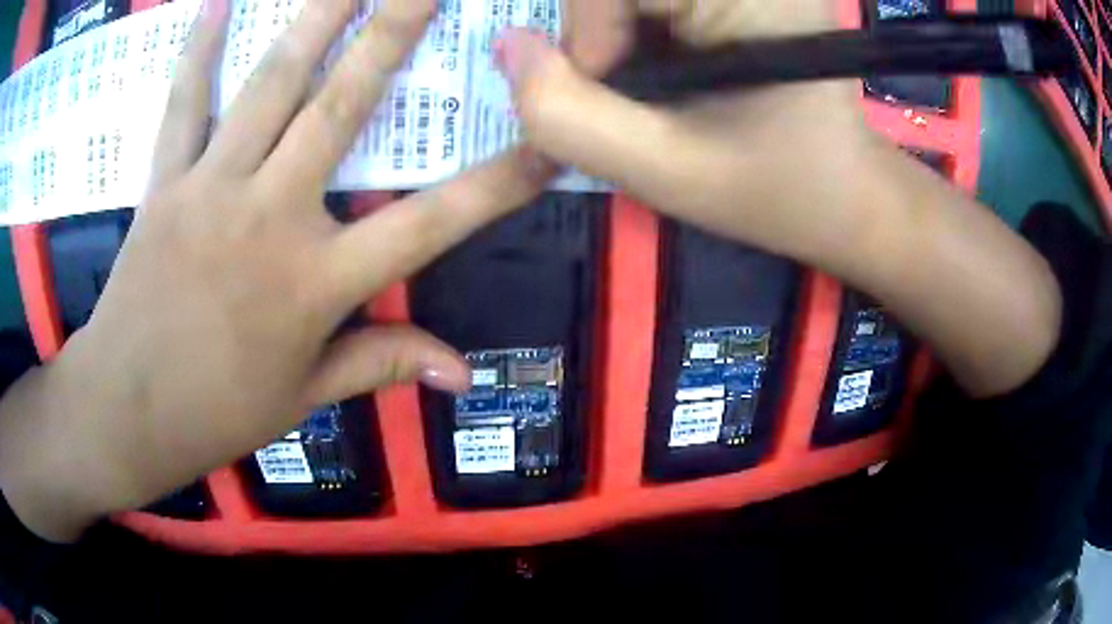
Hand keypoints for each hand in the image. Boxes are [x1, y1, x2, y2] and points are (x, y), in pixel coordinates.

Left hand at [0, 0, 550, 541]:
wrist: (129, 411)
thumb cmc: (217, 412)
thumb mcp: (304, 398)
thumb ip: (380, 364)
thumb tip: (461, 373)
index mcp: (315, 284)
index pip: (428, 223)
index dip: (496, 184)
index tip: (545, 140)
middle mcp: (269, 217)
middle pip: (342, 109)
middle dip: (393, 35)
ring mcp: (211, 189)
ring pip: (269, 85)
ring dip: (315, 18)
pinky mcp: (163, 184)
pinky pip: (183, 105)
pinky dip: (198, 50)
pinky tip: (213, 3)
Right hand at [519, 0, 871, 264]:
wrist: (848, 194)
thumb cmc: (776, 189)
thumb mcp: (665, 170)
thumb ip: (566, 117)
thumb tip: (508, 47)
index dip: (589, 29)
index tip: (611, 87)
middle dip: (598, 25)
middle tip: (622, 79)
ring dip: (614, 26)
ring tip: (646, 75)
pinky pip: (653, 2)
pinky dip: (633, 24)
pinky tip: (662, 60)